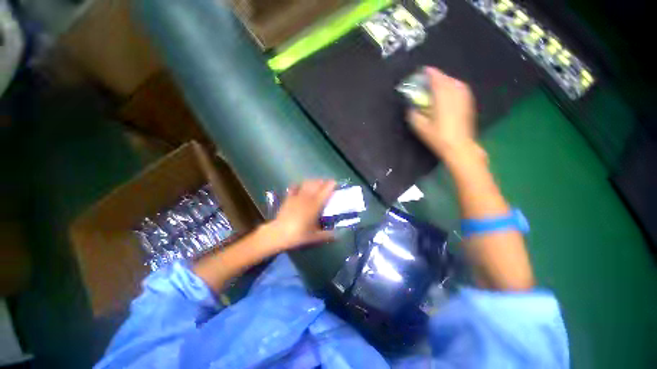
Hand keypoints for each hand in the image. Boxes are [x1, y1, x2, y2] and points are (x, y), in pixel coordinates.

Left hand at [265, 179, 335, 250]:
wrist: (278, 233)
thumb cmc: (298, 234)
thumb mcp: (314, 237)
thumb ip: (327, 235)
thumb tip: (337, 235)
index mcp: (315, 205)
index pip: (325, 191)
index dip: (331, 185)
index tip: (335, 182)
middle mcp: (307, 198)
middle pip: (316, 184)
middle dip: (322, 182)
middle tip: (327, 183)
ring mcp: (297, 196)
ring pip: (306, 183)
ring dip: (312, 181)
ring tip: (316, 183)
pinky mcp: (288, 198)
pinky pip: (294, 187)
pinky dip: (298, 185)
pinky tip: (300, 186)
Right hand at [407, 67, 485, 162]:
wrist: (459, 146)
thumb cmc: (438, 136)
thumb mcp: (420, 127)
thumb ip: (413, 114)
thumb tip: (411, 106)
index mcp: (442, 97)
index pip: (436, 79)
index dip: (430, 73)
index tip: (423, 70)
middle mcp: (455, 93)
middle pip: (446, 79)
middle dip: (437, 77)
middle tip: (429, 79)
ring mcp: (464, 98)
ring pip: (455, 83)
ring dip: (446, 81)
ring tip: (438, 84)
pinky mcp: (468, 103)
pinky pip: (460, 89)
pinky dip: (453, 87)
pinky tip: (450, 92)